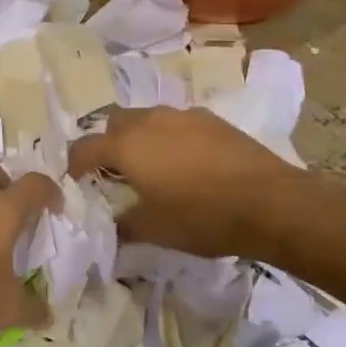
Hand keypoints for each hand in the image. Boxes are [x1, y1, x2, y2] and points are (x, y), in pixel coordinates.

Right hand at [68, 105, 301, 259]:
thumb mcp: (155, 230)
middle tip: (116, 174)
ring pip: (146, 119)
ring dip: (140, 138)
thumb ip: (123, 226)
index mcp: (126, 146)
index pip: (83, 148)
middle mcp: (148, 121)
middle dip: (107, 144)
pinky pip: (177, 123)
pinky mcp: (210, 118)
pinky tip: (189, 164)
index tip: (78, 183)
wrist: (271, 202)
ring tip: (154, 167)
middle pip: (112, 123)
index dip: (74, 166)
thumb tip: (110, 227)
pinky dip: (171, 138)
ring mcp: (181, 115)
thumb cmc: (203, 217)